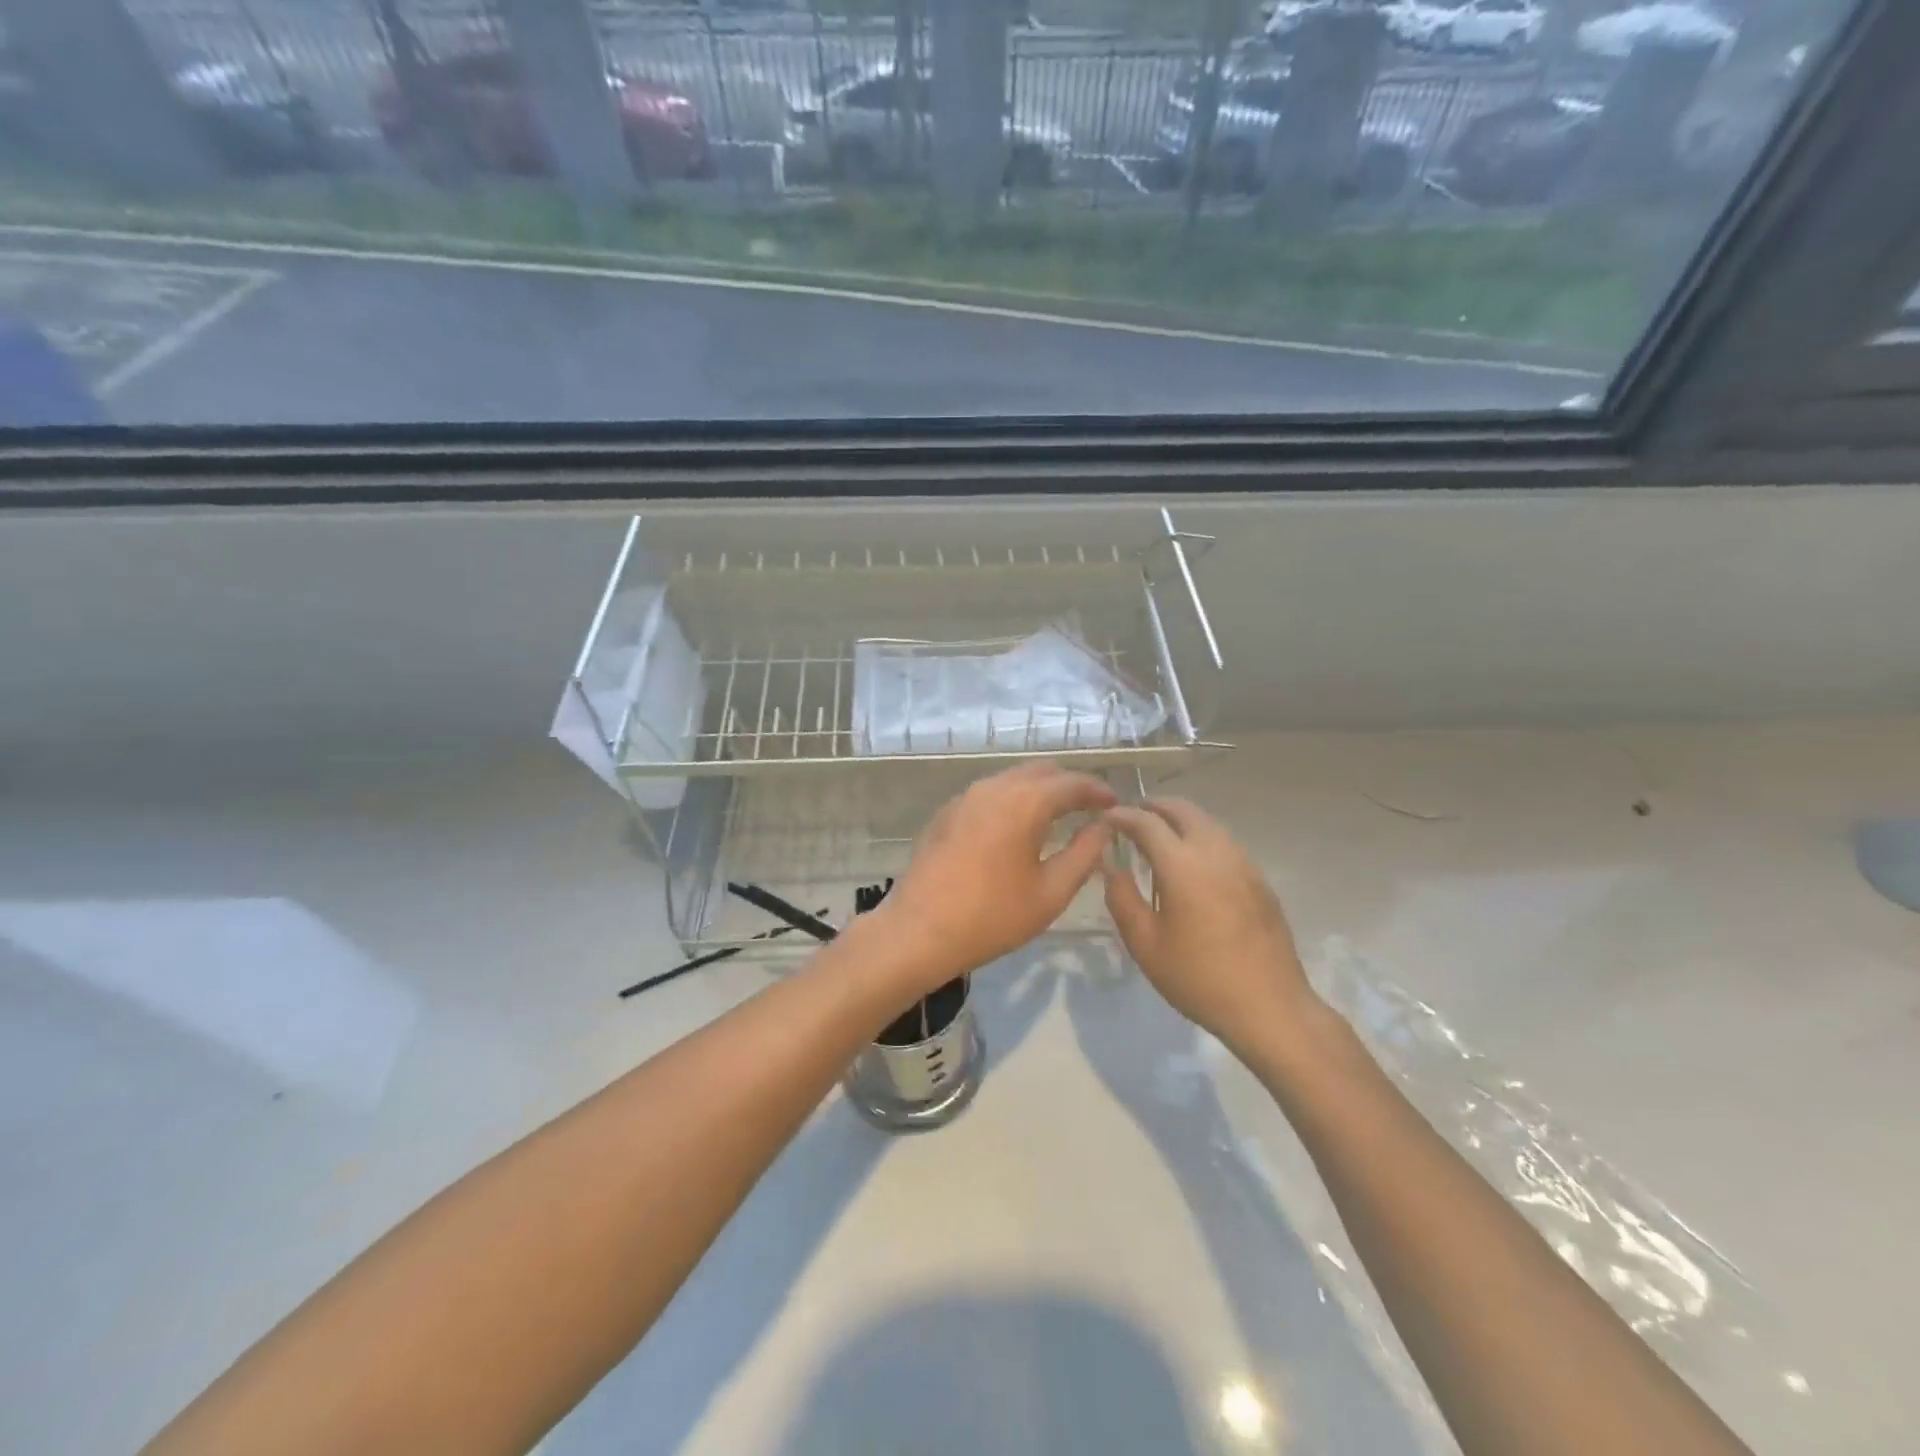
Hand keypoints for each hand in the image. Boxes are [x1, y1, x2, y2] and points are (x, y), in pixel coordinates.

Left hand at [875, 762, 1116, 992]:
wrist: (919, 931)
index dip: (1097, 791)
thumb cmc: (992, 916)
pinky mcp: (946, 813)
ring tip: (1057, 815)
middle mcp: (994, 788)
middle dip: (1068, 785)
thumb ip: (1083, 854)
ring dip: (1038, 790)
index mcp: (1024, 802)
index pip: (1071, 783)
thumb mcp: (1050, 893)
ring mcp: (965, 798)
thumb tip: (1102, 828)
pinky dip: (1011, 800)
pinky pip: (989, 794)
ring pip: (1012, 779)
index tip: (1115, 804)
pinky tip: (1016, 827)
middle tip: (1089, 808)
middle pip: (1040, 772)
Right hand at [1102, 798, 1316, 1049]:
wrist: (1269, 1007)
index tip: (1105, 818)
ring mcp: (1243, 864)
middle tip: (1131, 818)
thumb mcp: (1145, 944)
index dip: (1122, 816)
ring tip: (1158, 838)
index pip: (1147, 822)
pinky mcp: (1260, 880)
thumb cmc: (1198, 978)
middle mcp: (1215, 852)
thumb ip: (1122, 898)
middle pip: (1183, 810)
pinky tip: (1192, 864)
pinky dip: (1200, 838)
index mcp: (1183, 865)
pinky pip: (1224, 843)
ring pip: (1207, 823)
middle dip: (1154, 807)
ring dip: (1179, 820)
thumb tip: (1111, 866)